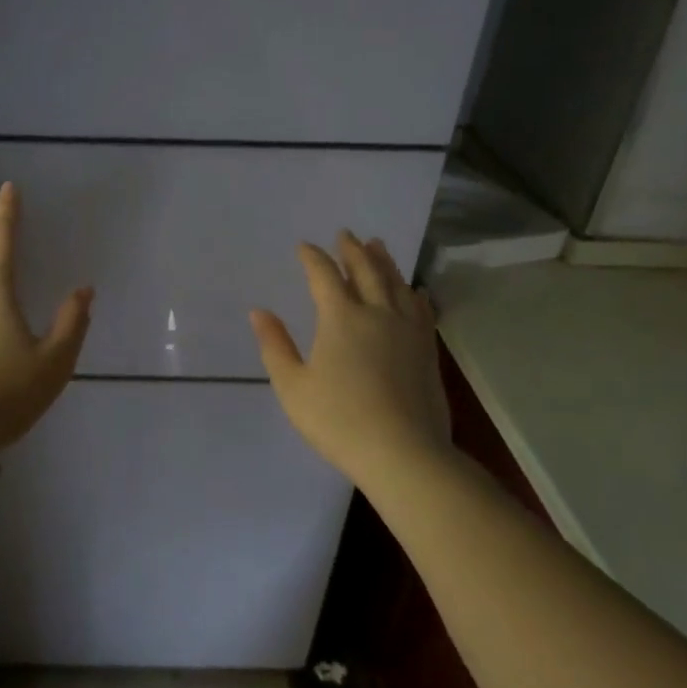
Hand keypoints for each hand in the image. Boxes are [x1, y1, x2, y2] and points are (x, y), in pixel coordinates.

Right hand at [250, 232, 453, 489]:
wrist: (404, 453)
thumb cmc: (338, 420)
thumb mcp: (292, 386)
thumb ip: (275, 346)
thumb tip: (259, 312)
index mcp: (340, 318)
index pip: (324, 276)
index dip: (313, 258)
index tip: (304, 246)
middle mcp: (377, 313)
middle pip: (366, 271)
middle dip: (353, 251)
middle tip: (346, 234)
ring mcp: (408, 331)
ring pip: (396, 284)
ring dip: (385, 262)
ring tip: (378, 246)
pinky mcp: (427, 350)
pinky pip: (421, 309)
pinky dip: (414, 293)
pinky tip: (415, 291)